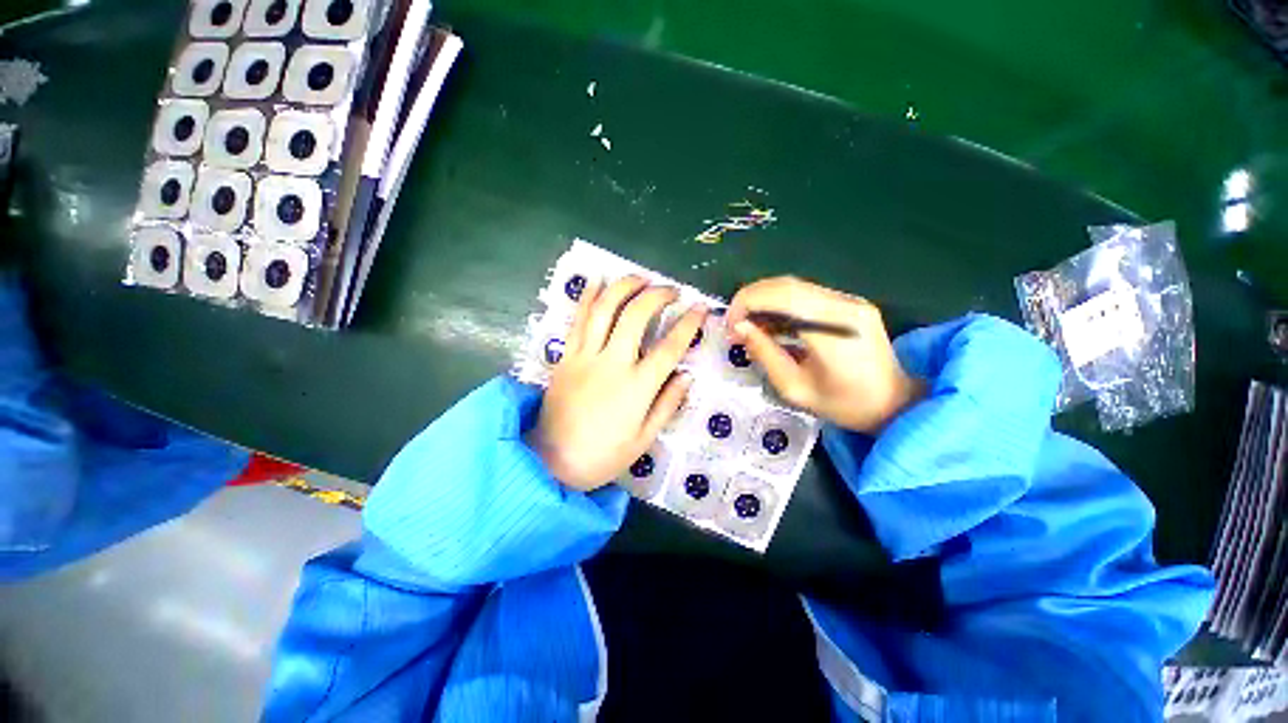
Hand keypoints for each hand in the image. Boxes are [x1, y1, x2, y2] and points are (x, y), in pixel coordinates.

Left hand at [528, 276, 707, 490]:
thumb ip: (667, 404)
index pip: (670, 346)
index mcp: (637, 387)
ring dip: (624, 286)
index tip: (700, 307)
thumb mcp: (644, 439)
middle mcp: (612, 363)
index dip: (689, 324)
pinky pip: (577, 319)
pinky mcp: (566, 356)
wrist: (550, 461)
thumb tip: (687, 375)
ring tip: (641, 277)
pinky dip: (588, 296)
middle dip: (657, 295)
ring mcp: (585, 356)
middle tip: (671, 290)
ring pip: (605, 308)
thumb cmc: (602, 455)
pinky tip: (598, 281)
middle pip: (636, 315)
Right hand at [726, 277, 925, 433]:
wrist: (894, 404)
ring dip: (764, 300)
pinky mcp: (849, 304)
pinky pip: (805, 295)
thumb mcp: (795, 388)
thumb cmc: (844, 405)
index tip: (730, 324)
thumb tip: (739, 327)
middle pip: (786, 285)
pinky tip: (770, 324)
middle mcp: (844, 306)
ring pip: (794, 286)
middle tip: (734, 324)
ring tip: (748, 325)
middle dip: (751, 299)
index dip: (747, 303)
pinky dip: (779, 304)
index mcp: (834, 330)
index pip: (781, 296)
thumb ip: (765, 354)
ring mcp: (850, 301)